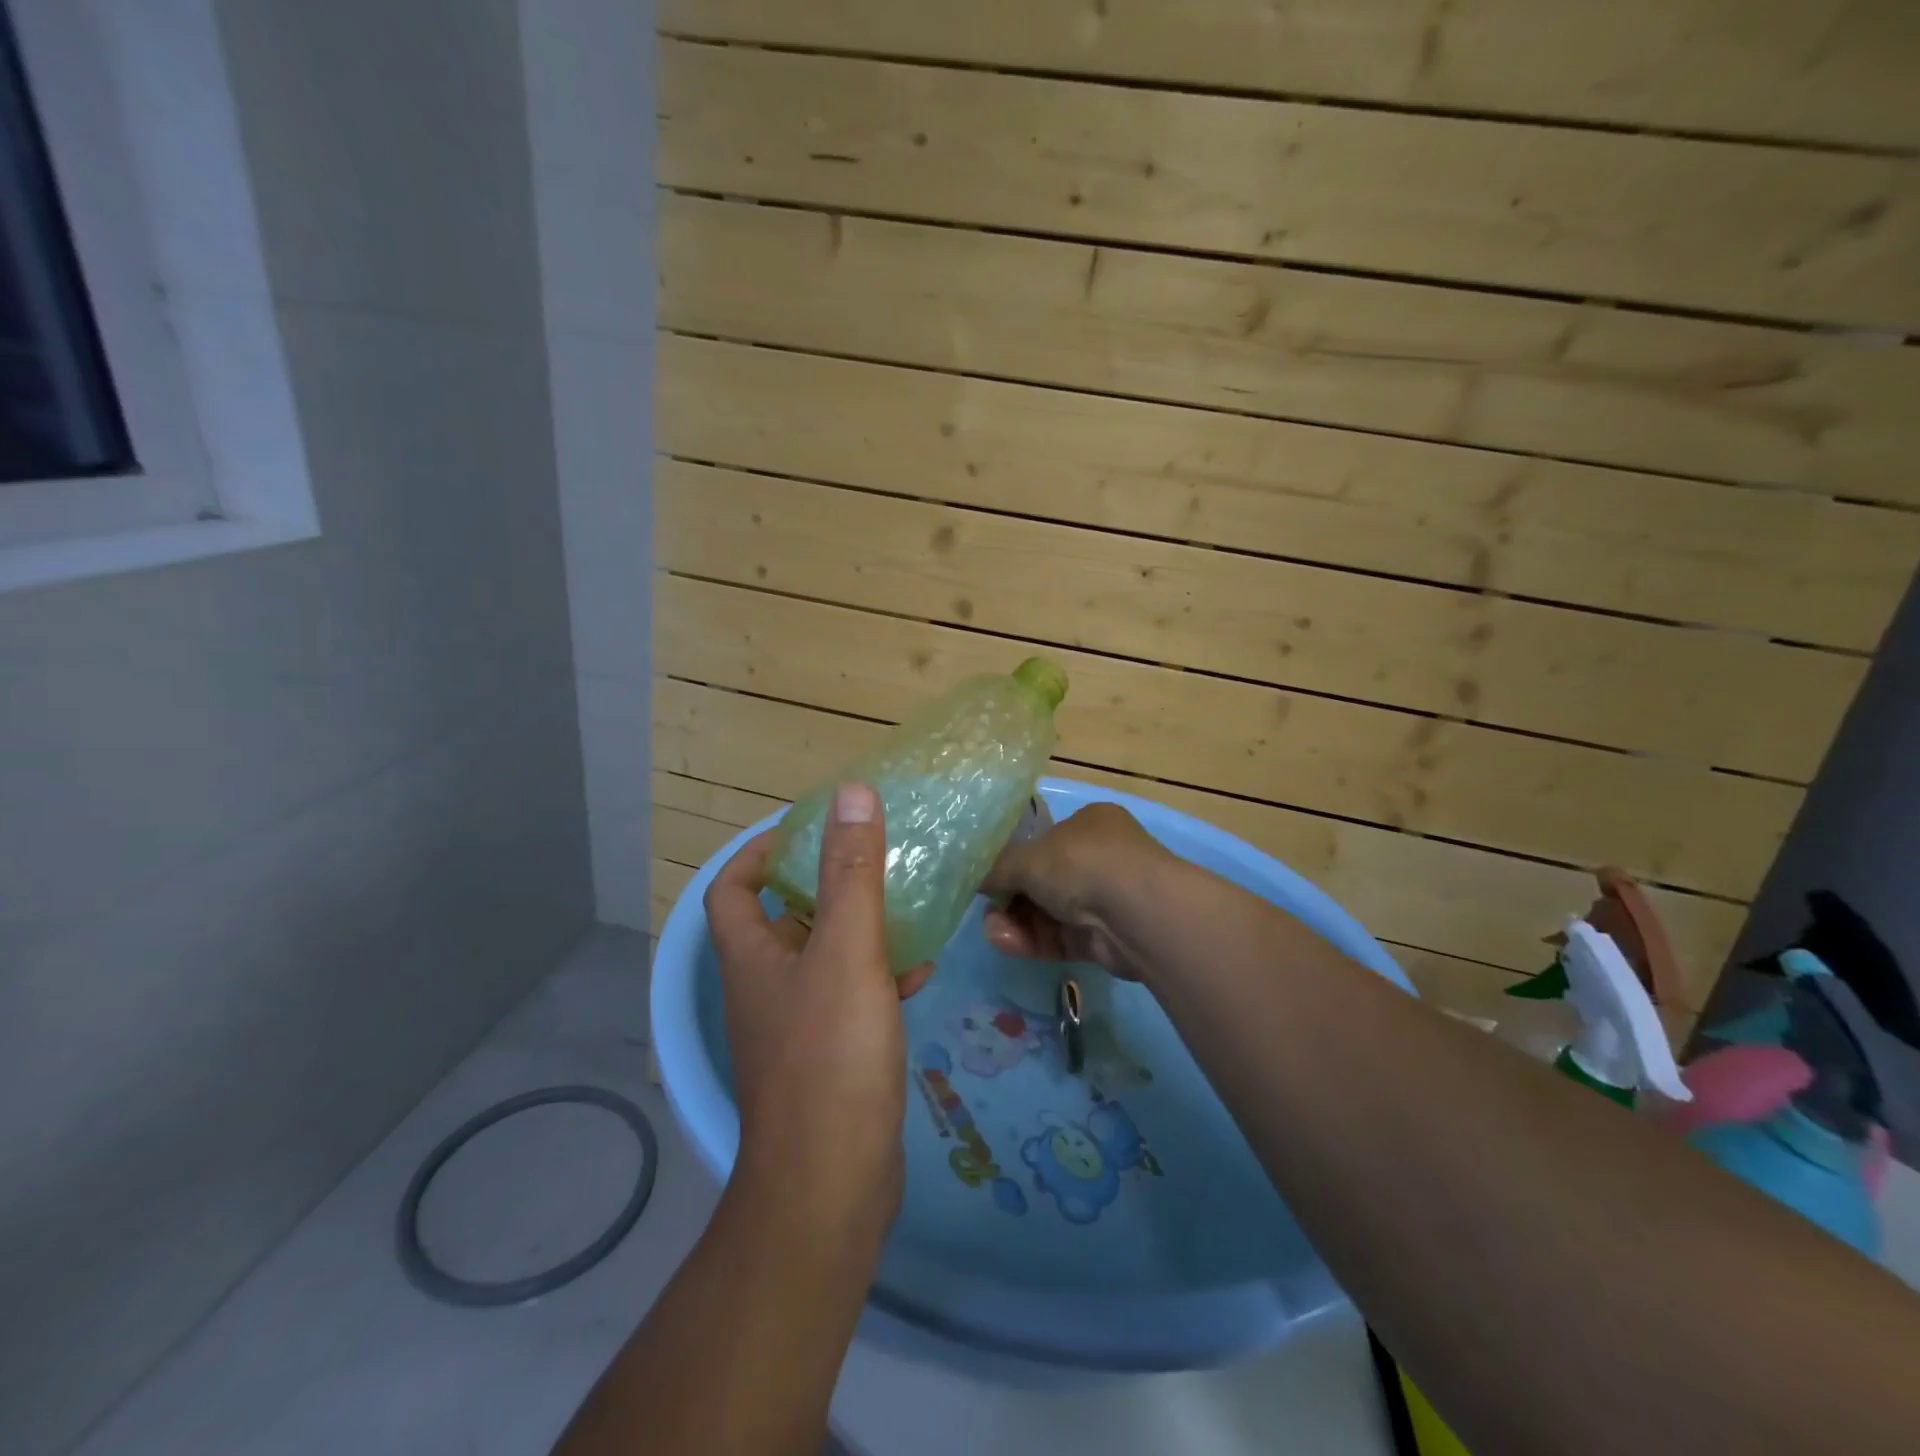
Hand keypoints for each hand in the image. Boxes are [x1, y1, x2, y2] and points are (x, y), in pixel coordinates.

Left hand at [703, 784, 930, 1237]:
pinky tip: (919, 973)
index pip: (731, 888)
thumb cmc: (832, 1055)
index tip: (803, 830)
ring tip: (904, 905)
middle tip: (868, 860)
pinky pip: (850, 998)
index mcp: (752, 958)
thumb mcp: (848, 950)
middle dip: (821, 886)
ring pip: (822, 959)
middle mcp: (764, 989)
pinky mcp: (828, 1058)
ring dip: (857, 929)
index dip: (757, 853)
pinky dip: (877, 977)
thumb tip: (850, 794)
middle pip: (782, 921)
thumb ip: (851, 872)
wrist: (832, 1183)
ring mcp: (795, 1027)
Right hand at [979, 801, 1173, 981]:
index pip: (1044, 841)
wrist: (1137, 913)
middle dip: (1011, 897)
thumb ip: (997, 867)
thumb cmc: (1082, 863)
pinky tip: (1007, 942)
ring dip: (1017, 922)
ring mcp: (1105, 900)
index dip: (1014, 860)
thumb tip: (977, 878)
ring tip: (993, 930)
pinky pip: (1061, 938)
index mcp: (1088, 824)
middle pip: (1043, 881)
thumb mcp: (1028, 857)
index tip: (989, 877)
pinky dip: (1034, 941)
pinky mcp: (1105, 939)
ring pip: (1050, 913)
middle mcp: (1100, 858)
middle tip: (988, 909)